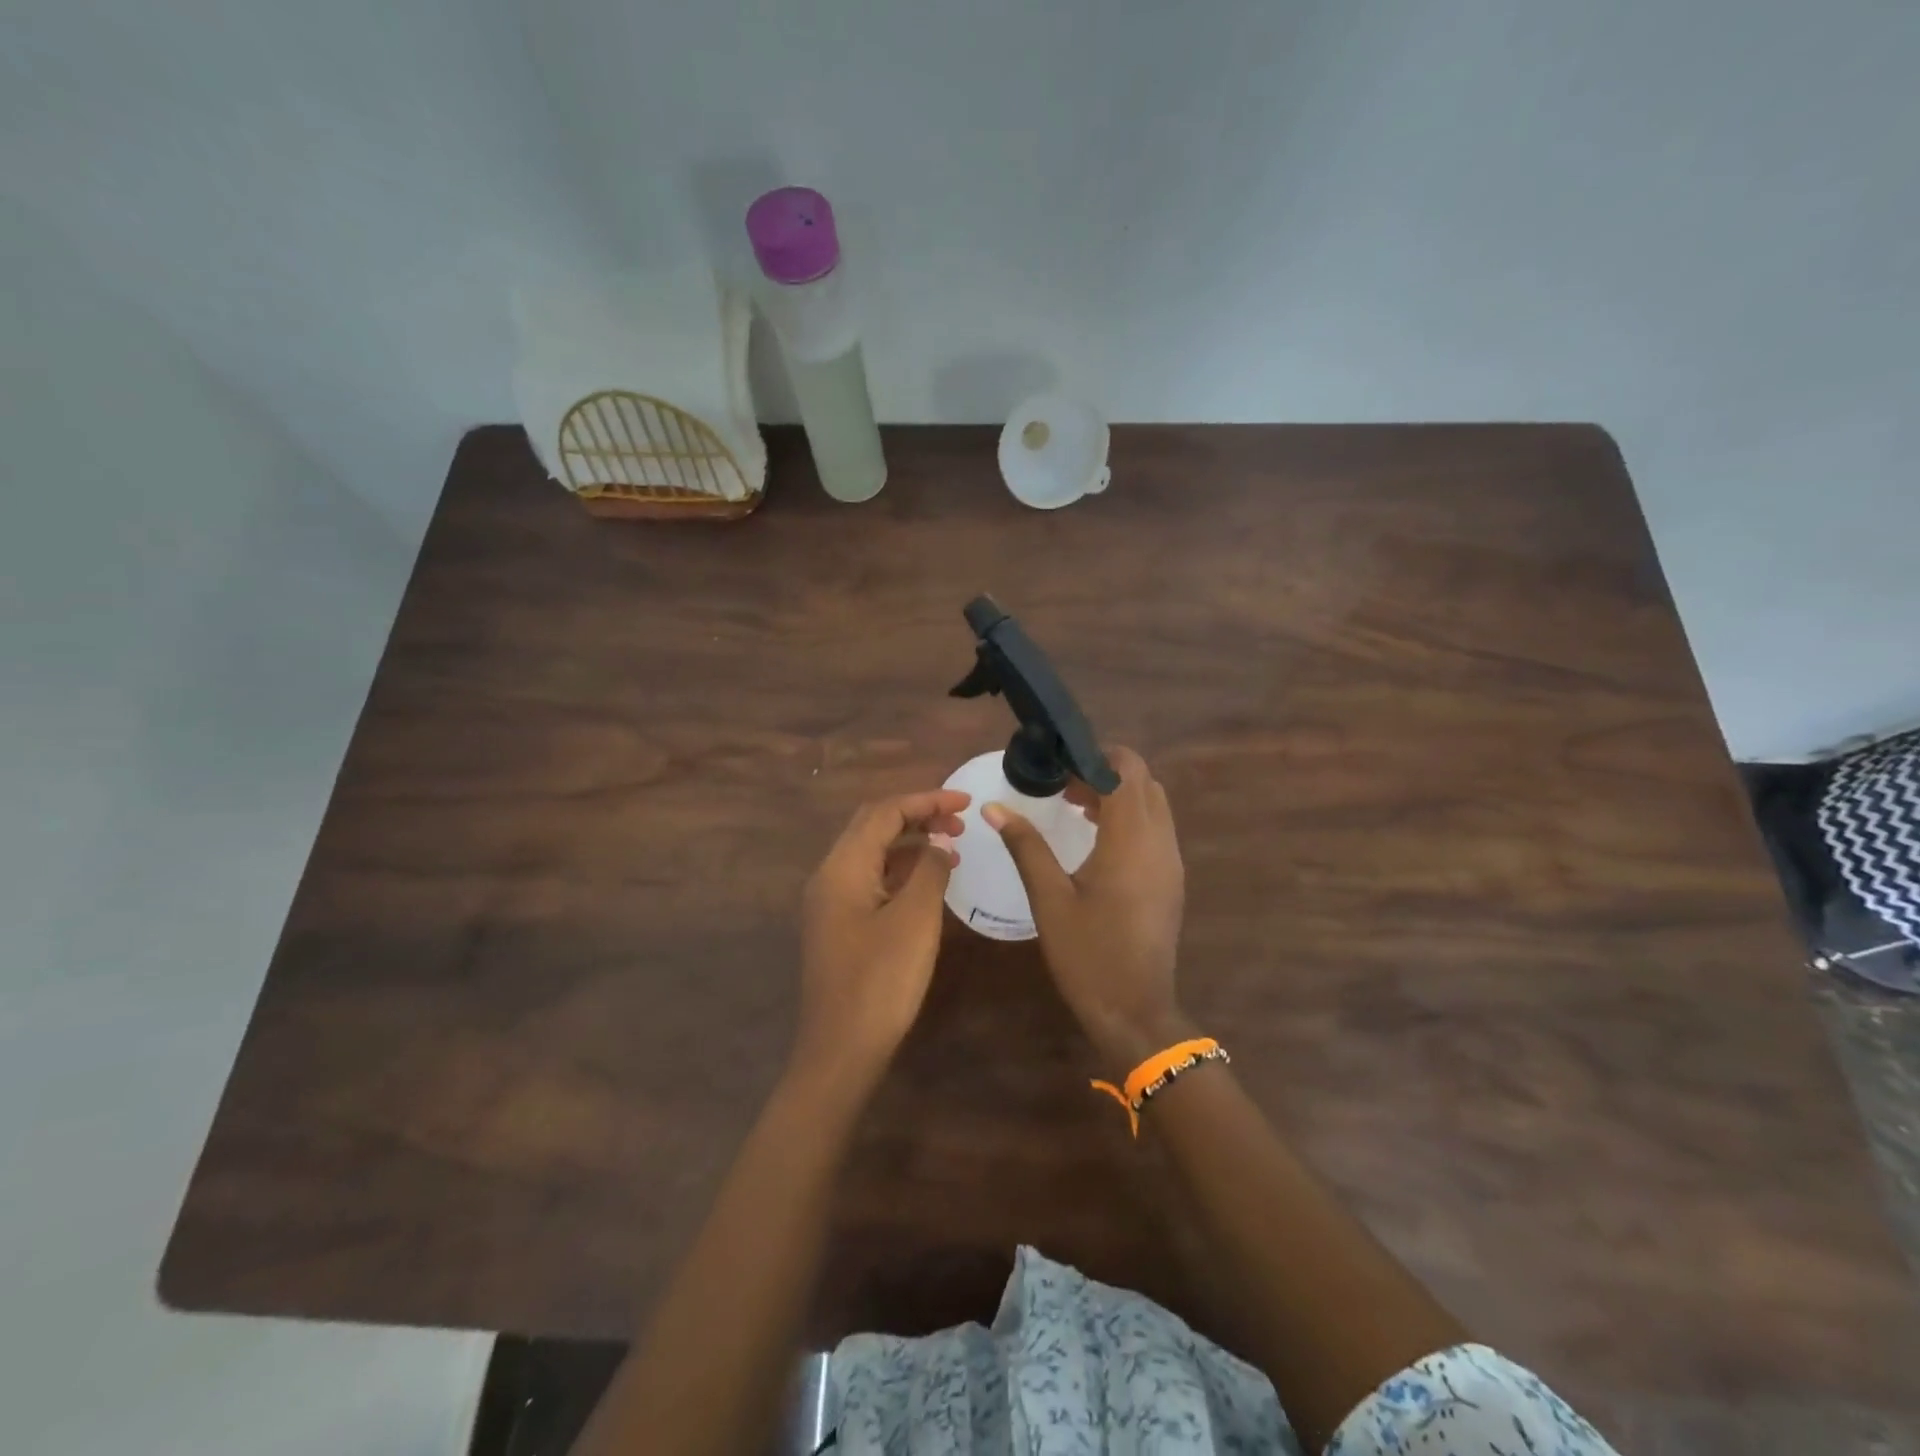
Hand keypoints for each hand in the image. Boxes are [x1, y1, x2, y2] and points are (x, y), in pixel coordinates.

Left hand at [794, 789, 967, 1090]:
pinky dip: (902, 871)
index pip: (884, 812)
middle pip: (873, 827)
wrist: (841, 1052)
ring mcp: (832, 903)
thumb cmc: (880, 981)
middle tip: (960, 822)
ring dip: (911, 844)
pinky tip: (929, 883)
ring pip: (873, 854)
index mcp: (843, 867)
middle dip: (917, 816)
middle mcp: (830, 876)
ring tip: (953, 848)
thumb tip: (938, 844)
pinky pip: (872, 881)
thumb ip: (929, 871)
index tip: (966, 803)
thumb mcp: (915, 920)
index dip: (926, 800)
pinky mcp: (840, 926)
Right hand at [984, 747, 1187, 1067]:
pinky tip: (1094, 835)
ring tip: (1072, 803)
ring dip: (1117, 794)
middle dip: (1104, 771)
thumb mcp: (1049, 898)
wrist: (1136, 1011)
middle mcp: (1159, 841)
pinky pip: (1155, 828)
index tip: (1057, 760)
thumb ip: (1025, 845)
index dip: (1094, 755)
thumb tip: (994, 807)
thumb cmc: (1088, 954)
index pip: (1126, 769)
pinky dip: (1128, 817)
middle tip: (1061, 781)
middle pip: (1143, 781)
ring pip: (1152, 803)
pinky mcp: (1171, 879)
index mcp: (1131, 838)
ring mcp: (1170, 860)